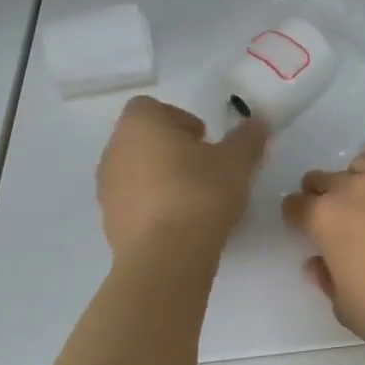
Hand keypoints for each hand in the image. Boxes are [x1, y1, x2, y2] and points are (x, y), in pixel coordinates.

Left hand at [97, 96, 268, 254]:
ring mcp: (107, 189)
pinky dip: (152, 205)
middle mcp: (115, 151)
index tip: (204, 138)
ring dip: (160, 177)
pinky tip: (180, 222)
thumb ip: (247, 138)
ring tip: (193, 197)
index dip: (178, 118)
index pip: (149, 107)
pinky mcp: (109, 223)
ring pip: (135, 171)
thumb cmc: (200, 192)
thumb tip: (258, 123)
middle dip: (170, 148)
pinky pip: (132, 203)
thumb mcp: (237, 161)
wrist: (166, 257)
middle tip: (203, 165)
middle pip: (141, 139)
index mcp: (140, 125)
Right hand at [282, 129, 364, 360]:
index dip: (293, 217)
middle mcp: (355, 188)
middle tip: (328, 216)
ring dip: (352, 178)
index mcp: (326, 219)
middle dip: (319, 194)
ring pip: (361, 164)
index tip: (298, 227)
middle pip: (324, 180)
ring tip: (360, 196)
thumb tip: (318, 262)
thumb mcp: (350, 311)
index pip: (295, 207)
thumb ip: (329, 281)